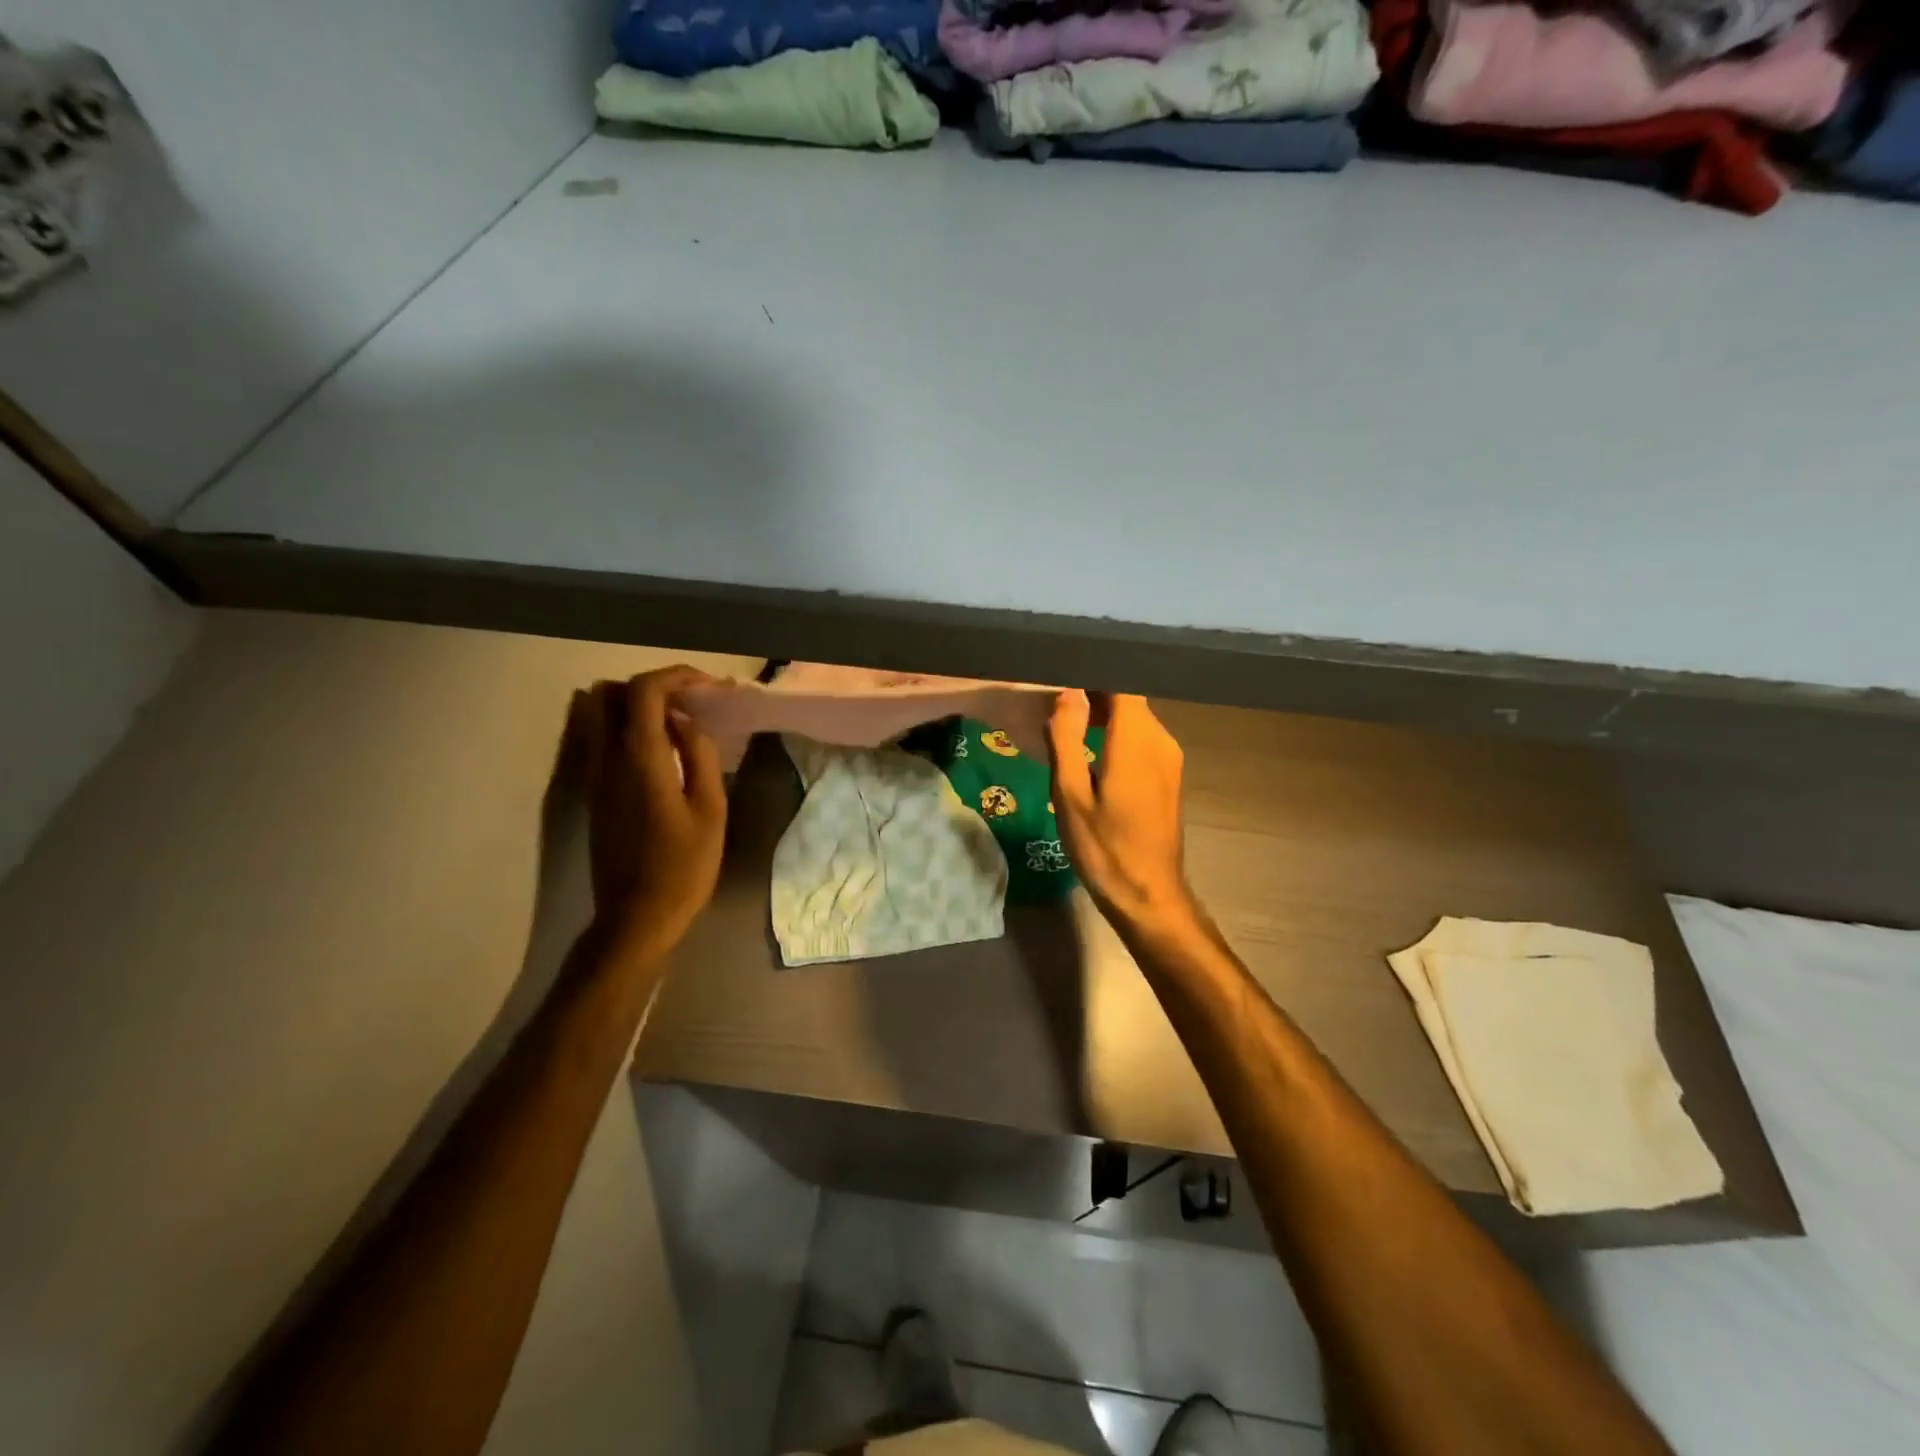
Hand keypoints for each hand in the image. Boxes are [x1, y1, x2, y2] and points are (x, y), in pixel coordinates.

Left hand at [571, 666, 727, 953]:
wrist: (638, 916)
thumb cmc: (684, 866)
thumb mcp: (711, 809)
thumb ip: (700, 755)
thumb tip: (684, 721)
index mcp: (640, 759)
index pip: (644, 691)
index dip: (677, 676)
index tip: (709, 687)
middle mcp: (606, 759)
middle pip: (611, 693)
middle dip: (653, 686)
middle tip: (690, 702)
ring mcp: (592, 775)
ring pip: (595, 713)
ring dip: (631, 705)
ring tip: (671, 722)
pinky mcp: (591, 792)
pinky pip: (594, 738)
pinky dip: (620, 726)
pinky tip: (655, 748)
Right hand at [1047, 691, 1200, 934]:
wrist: (1148, 895)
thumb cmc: (1103, 847)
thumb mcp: (1070, 794)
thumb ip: (1067, 738)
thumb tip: (1067, 692)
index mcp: (1136, 738)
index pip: (1120, 682)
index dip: (1092, 672)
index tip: (1061, 672)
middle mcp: (1160, 739)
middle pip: (1128, 698)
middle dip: (1093, 693)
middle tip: (1053, 700)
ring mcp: (1169, 758)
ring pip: (1136, 719)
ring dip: (1104, 715)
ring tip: (1066, 723)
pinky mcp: (1169, 776)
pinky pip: (1142, 739)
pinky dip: (1117, 735)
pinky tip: (1090, 751)